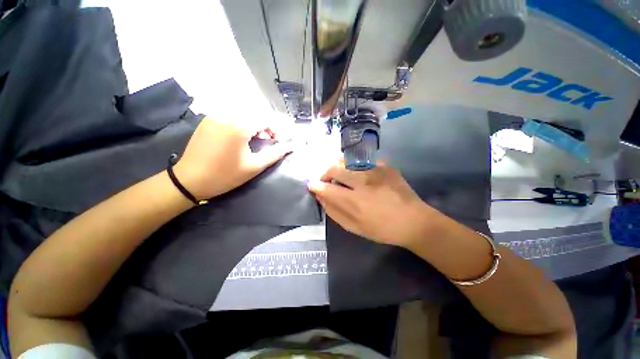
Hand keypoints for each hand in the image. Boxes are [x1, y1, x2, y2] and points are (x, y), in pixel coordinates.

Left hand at [174, 118, 290, 199]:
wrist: (189, 181)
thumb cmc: (225, 175)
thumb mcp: (254, 167)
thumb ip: (274, 154)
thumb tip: (290, 147)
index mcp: (238, 126)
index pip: (265, 118)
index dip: (275, 129)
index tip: (277, 142)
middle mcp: (226, 116)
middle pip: (253, 115)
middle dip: (264, 127)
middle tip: (267, 142)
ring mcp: (214, 117)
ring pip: (241, 115)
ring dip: (253, 126)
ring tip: (254, 141)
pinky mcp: (207, 121)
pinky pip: (229, 117)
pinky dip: (240, 125)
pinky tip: (239, 139)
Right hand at [308, 160, 436, 247]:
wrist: (414, 221)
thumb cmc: (382, 229)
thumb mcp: (354, 227)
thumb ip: (334, 211)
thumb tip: (321, 197)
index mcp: (355, 201)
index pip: (326, 188)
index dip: (316, 185)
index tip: (312, 185)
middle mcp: (363, 181)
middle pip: (334, 168)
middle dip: (325, 174)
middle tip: (327, 181)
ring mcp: (375, 170)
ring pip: (346, 160)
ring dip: (338, 167)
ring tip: (340, 175)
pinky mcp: (385, 165)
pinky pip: (361, 160)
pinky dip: (354, 166)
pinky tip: (359, 175)